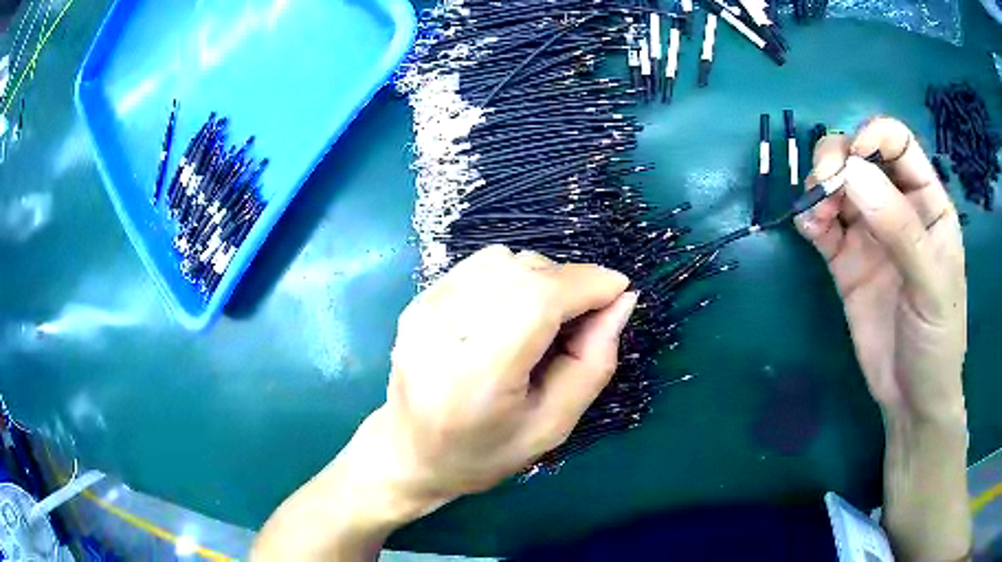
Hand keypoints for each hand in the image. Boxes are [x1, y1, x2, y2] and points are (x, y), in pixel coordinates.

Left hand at [374, 245, 634, 503]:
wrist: (411, 454)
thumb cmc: (486, 453)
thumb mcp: (553, 425)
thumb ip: (593, 362)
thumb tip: (622, 300)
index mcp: (477, 376)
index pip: (538, 299)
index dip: (586, 284)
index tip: (618, 289)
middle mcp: (443, 330)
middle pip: (523, 272)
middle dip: (569, 282)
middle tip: (583, 317)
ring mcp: (424, 310)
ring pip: (504, 260)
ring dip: (540, 278)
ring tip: (544, 320)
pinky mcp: (418, 301)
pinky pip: (480, 265)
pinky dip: (512, 277)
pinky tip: (511, 313)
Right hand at [795, 117, 966, 423]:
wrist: (910, 398)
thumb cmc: (937, 339)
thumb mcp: (931, 284)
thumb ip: (899, 228)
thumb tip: (853, 172)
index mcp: (926, 202)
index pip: (897, 143)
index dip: (872, 137)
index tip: (853, 160)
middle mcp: (896, 207)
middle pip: (860, 155)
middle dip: (836, 159)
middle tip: (824, 186)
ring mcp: (870, 234)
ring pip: (837, 184)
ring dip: (819, 187)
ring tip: (815, 217)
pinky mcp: (846, 261)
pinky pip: (822, 225)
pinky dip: (809, 217)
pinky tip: (808, 229)